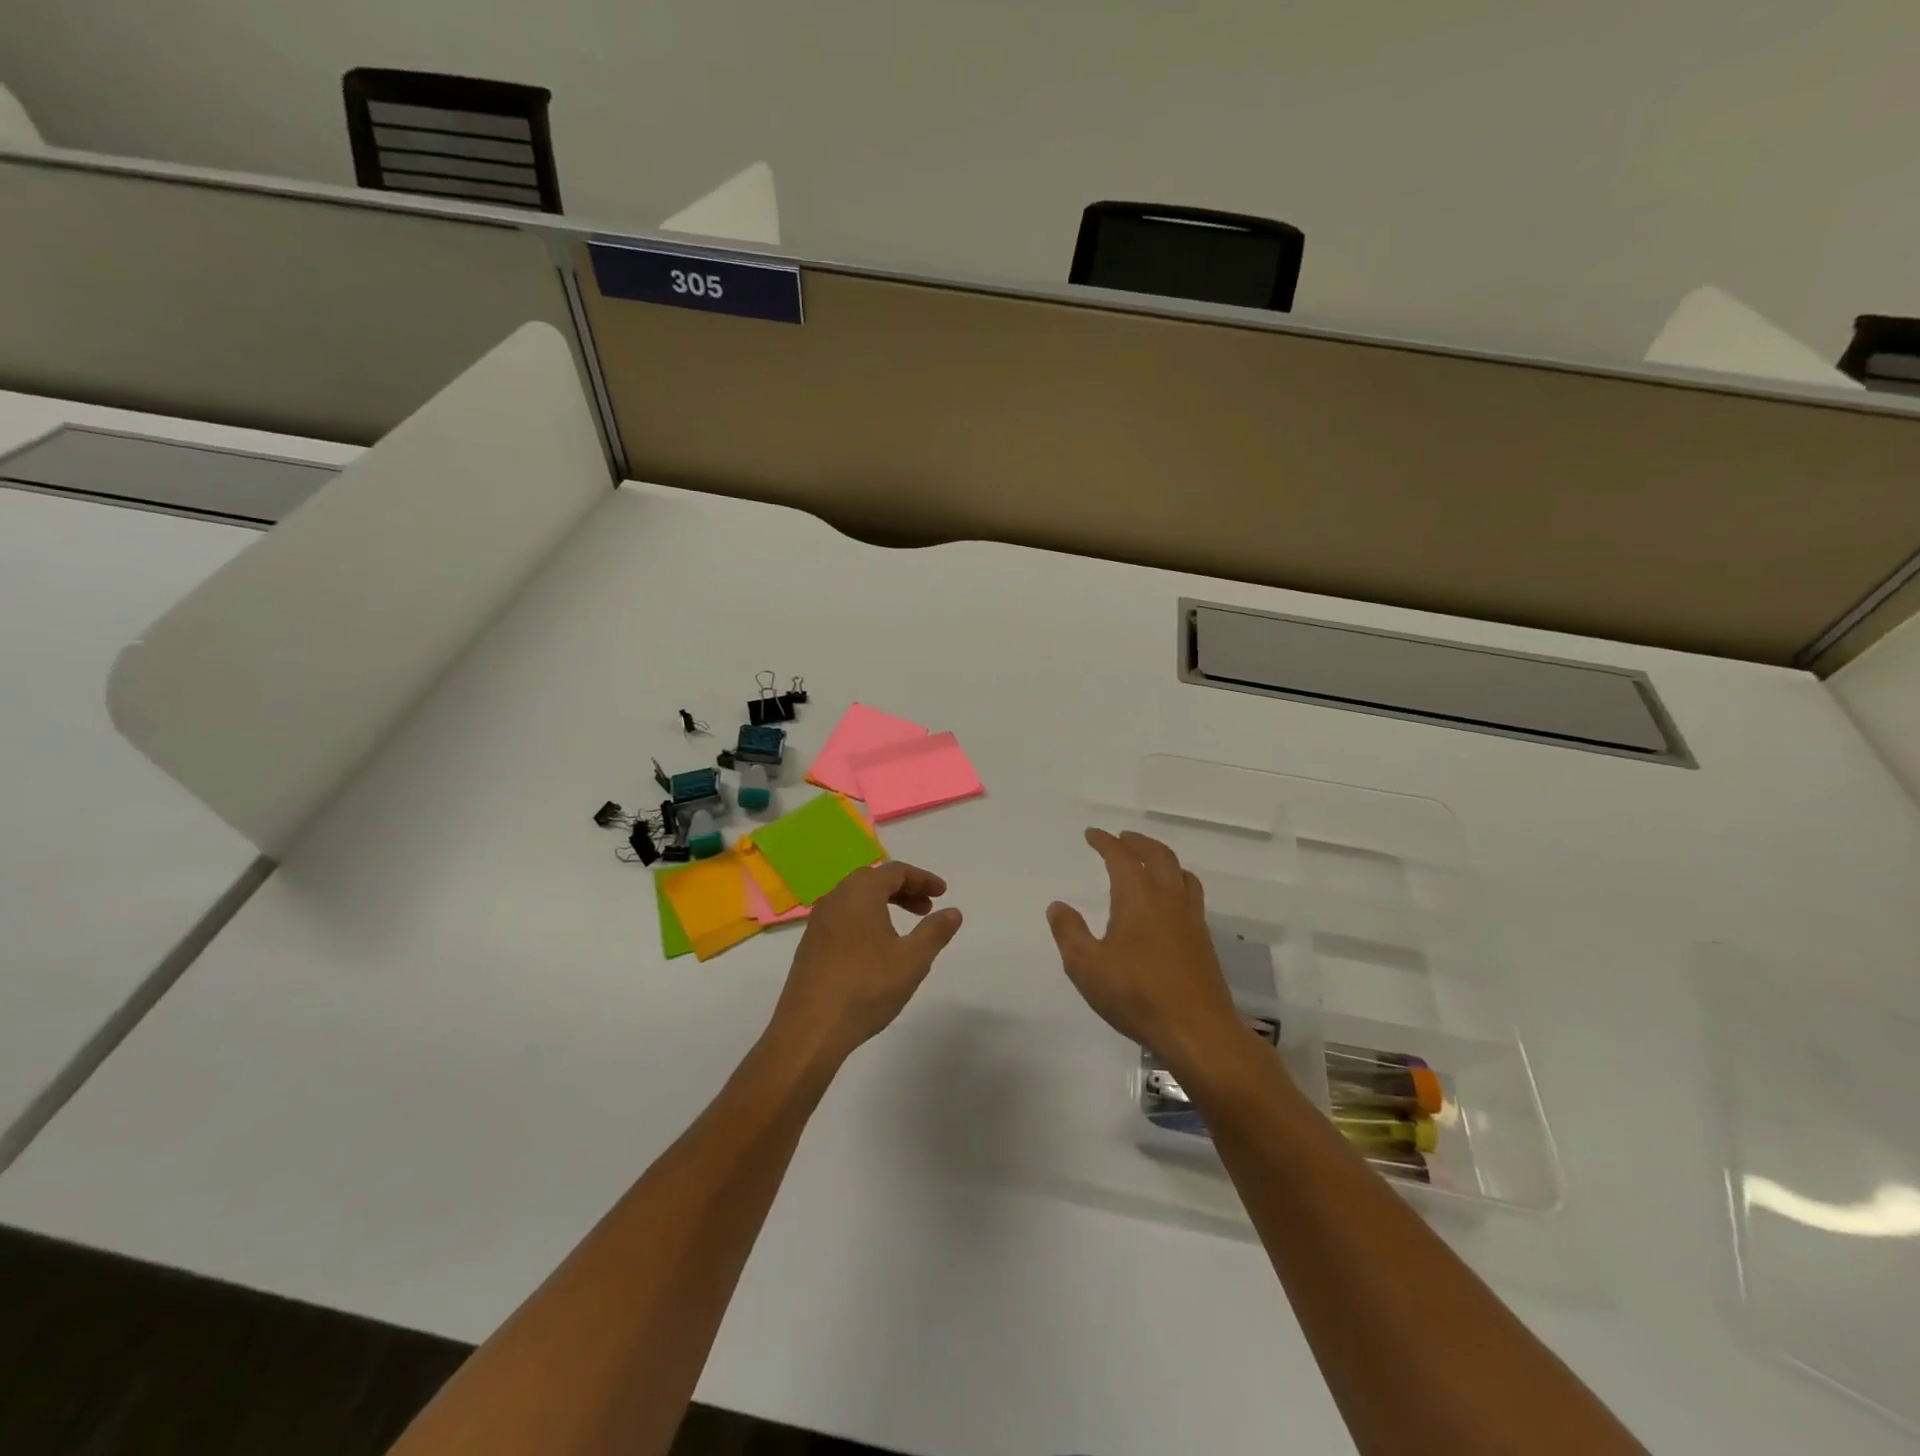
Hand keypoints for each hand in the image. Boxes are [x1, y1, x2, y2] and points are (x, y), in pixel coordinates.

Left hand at [772, 861, 962, 1063]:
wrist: (810, 1029)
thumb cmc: (867, 987)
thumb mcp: (912, 960)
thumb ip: (935, 932)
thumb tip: (953, 912)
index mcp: (860, 892)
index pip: (895, 871)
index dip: (922, 879)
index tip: (942, 893)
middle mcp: (836, 898)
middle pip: (874, 881)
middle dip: (904, 891)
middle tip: (926, 909)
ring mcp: (818, 922)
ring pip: (856, 900)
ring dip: (884, 906)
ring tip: (905, 931)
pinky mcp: (810, 945)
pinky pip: (843, 918)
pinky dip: (865, 921)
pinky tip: (876, 949)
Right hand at [1047, 829, 1247, 1077]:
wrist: (1197, 1030)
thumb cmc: (1136, 995)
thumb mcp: (1086, 966)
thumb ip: (1069, 932)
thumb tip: (1058, 906)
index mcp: (1138, 898)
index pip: (1121, 857)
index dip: (1105, 842)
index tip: (1092, 834)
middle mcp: (1168, 899)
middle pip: (1158, 855)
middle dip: (1138, 842)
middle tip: (1122, 839)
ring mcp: (1191, 919)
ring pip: (1181, 873)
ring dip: (1162, 859)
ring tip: (1149, 863)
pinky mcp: (1203, 940)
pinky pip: (1191, 895)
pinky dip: (1177, 883)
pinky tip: (1168, 903)